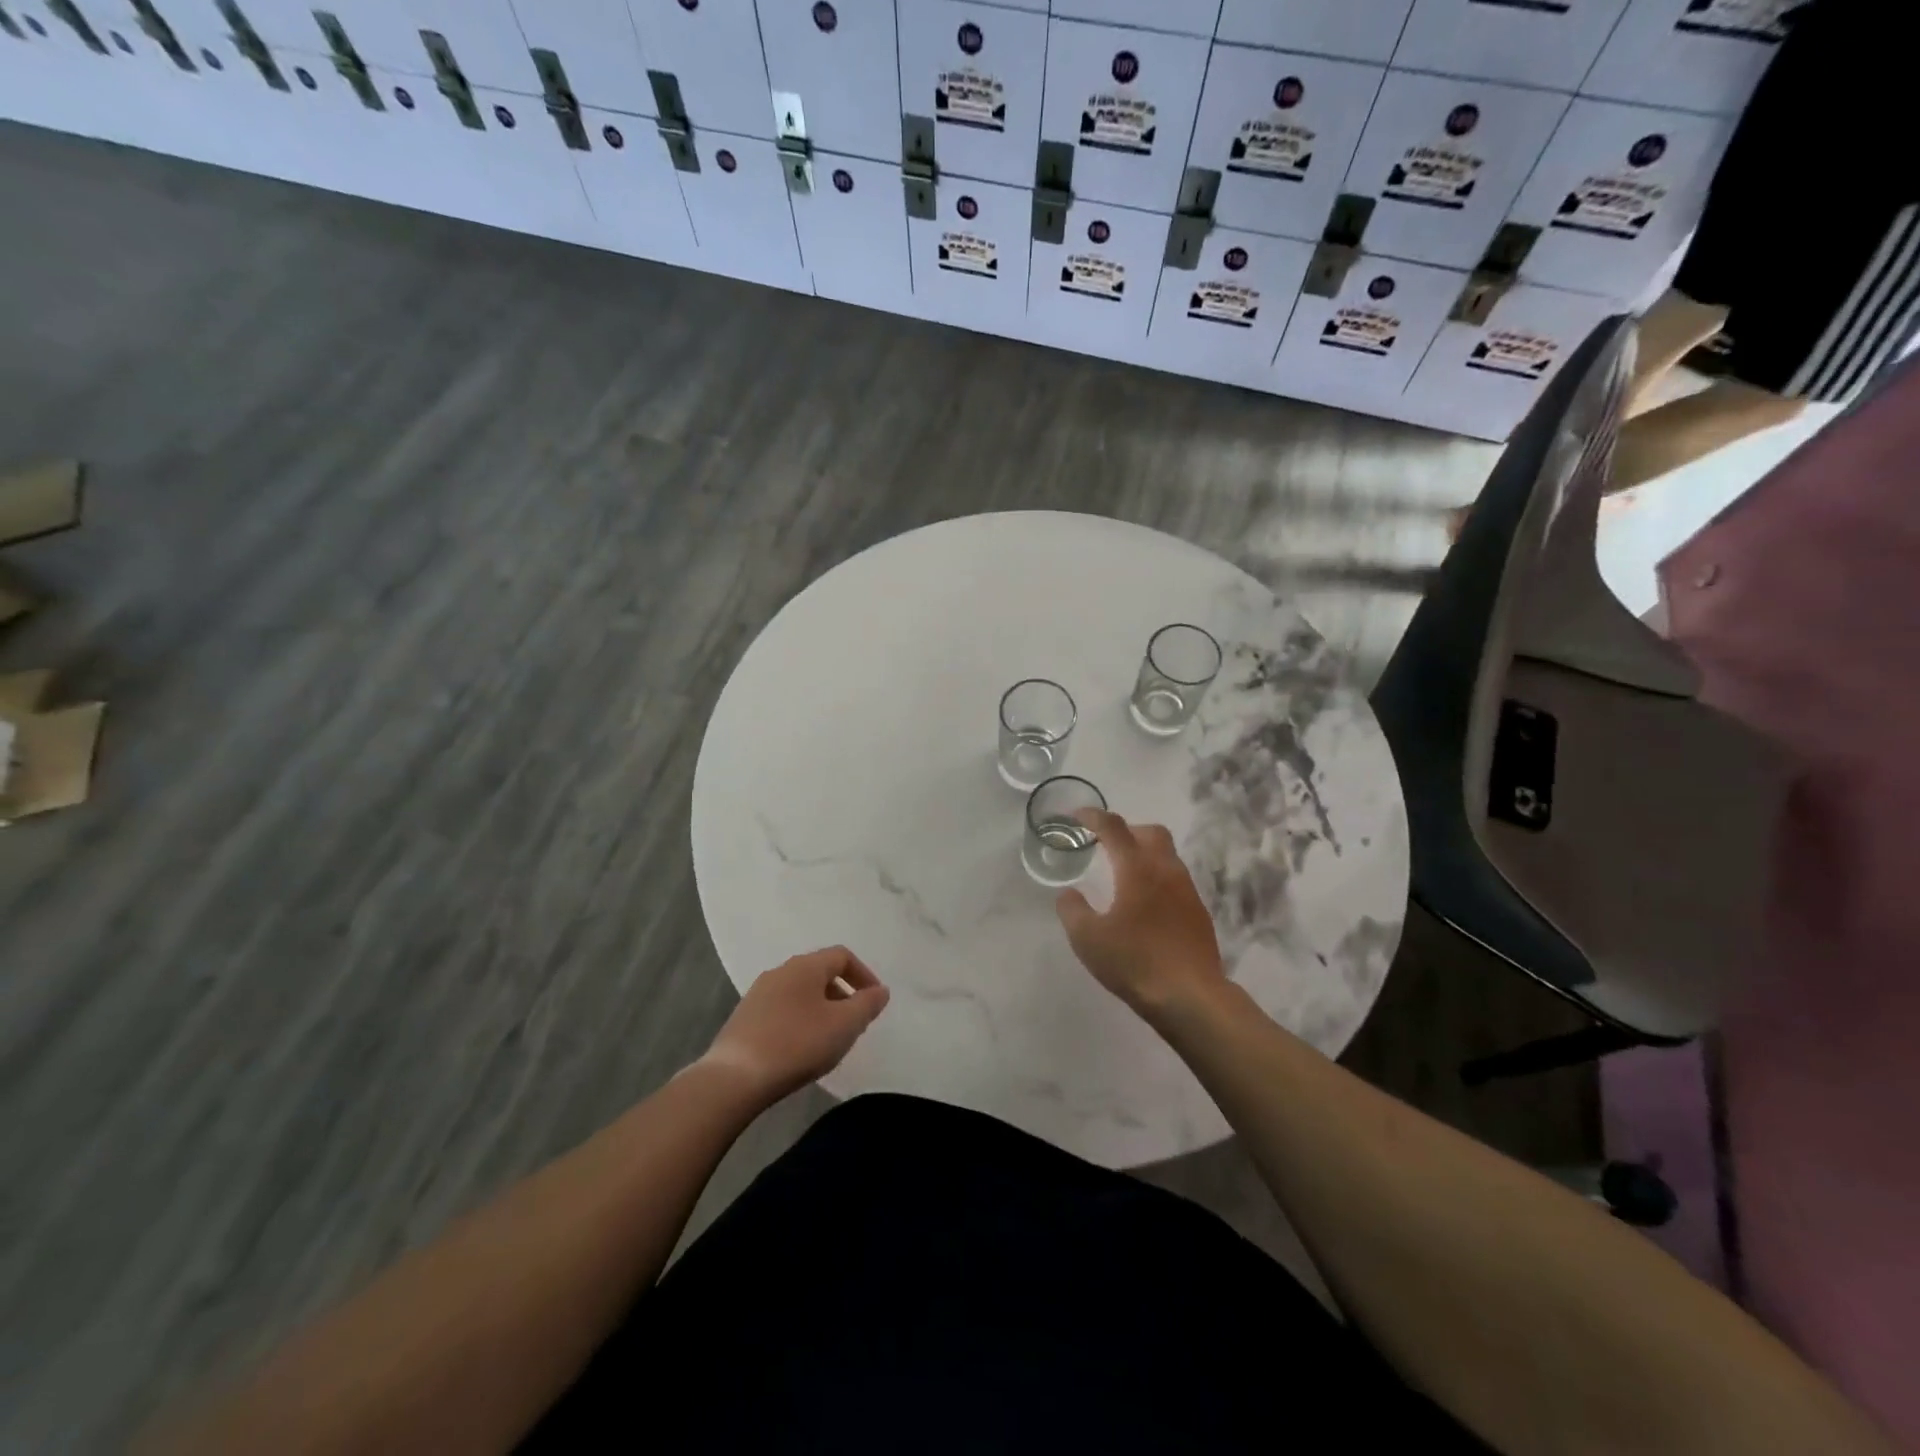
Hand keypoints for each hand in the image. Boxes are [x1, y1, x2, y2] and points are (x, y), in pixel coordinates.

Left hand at [701, 947, 889, 1102]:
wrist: (734, 1078)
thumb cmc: (797, 1044)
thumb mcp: (844, 1025)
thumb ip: (867, 1004)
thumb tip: (880, 990)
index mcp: (805, 966)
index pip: (842, 956)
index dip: (864, 975)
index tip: (874, 1001)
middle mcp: (780, 971)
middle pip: (820, 972)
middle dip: (842, 993)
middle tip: (855, 1022)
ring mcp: (758, 993)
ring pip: (800, 992)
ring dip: (821, 1008)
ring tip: (829, 1038)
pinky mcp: (744, 1017)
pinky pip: (782, 1009)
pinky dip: (799, 1020)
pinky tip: (800, 1048)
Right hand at [1055, 810, 1225, 1018]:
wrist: (1192, 997)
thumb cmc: (1135, 962)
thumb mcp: (1088, 939)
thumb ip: (1072, 910)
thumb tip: (1069, 894)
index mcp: (1137, 868)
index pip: (1114, 827)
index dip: (1094, 816)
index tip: (1077, 816)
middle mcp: (1166, 870)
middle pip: (1150, 832)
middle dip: (1126, 830)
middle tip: (1105, 845)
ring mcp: (1187, 890)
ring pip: (1167, 855)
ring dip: (1144, 854)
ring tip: (1123, 875)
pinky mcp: (1198, 912)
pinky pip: (1175, 880)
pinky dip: (1157, 878)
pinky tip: (1144, 905)